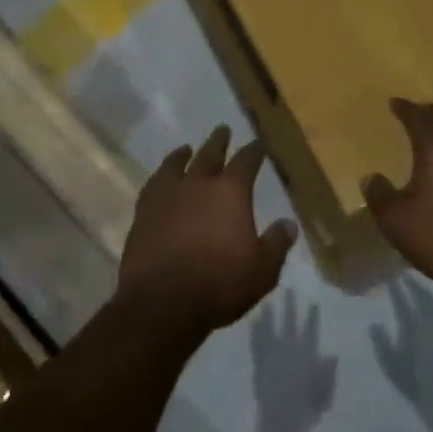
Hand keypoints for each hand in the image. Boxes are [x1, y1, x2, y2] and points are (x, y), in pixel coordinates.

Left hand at [119, 126, 296, 333]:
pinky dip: (161, 175)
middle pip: (211, 153)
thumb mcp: (262, 271)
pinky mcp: (144, 210)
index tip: (259, 144)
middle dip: (219, 141)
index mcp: (231, 192)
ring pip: (178, 163)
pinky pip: (154, 183)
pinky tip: (161, 178)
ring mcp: (168, 194)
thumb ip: (276, 244)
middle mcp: (199, 183)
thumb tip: (288, 224)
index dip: (254, 151)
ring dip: (185, 154)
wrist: (163, 301)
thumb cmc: (219, 284)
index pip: (247, 161)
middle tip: (223, 130)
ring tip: (187, 148)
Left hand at [250, 290, 336, 416]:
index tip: (313, 301)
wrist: (281, 418)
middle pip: (289, 321)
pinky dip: (255, 330)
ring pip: (270, 326)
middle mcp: (288, 347)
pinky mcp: (259, 361)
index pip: (310, 329)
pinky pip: (256, 341)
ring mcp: (272, 352)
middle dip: (289, 304)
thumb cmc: (307, 407)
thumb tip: (332, 355)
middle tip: (288, 288)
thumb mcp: (324, 391)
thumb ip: (328, 372)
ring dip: (269, 312)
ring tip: (267, 300)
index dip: (312, 315)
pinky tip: (252, 320)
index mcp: (306, 353)